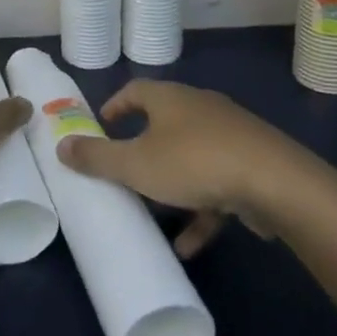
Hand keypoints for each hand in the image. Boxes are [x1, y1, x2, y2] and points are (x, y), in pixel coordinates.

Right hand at [57, 80, 303, 256]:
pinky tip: (189, 245)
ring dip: (172, 187)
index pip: (134, 91)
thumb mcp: (135, 164)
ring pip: (191, 157)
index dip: (114, 107)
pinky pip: (217, 183)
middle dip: (143, 149)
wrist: (275, 182)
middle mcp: (200, 108)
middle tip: (124, 170)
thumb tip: (60, 146)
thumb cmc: (194, 162)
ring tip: (155, 216)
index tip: (101, 126)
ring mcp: (230, 134)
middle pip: (164, 123)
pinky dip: (201, 209)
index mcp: (170, 98)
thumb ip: (97, 157)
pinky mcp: (252, 163)